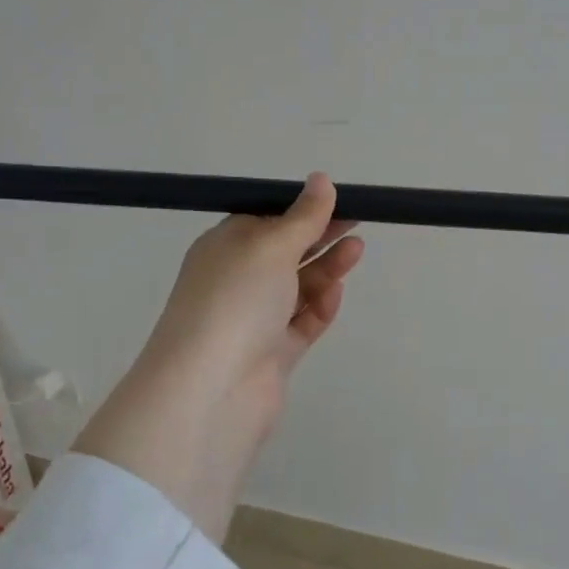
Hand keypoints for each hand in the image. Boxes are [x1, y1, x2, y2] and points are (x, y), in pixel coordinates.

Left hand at [74, 174, 362, 542]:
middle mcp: (236, 281)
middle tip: (357, 223)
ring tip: (357, 250)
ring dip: (325, 269)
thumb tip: (321, 180)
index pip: (265, 220)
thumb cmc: (236, 300)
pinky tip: (335, 295)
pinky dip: (319, 308)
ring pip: (297, 287)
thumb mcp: (270, 245)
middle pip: (285, 252)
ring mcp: (254, 319)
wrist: (211, 387)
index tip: (337, 201)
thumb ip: (303, 217)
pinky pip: (300, 323)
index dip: (301, 209)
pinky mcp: (272, 353)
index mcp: (225, 247)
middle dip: (319, 236)